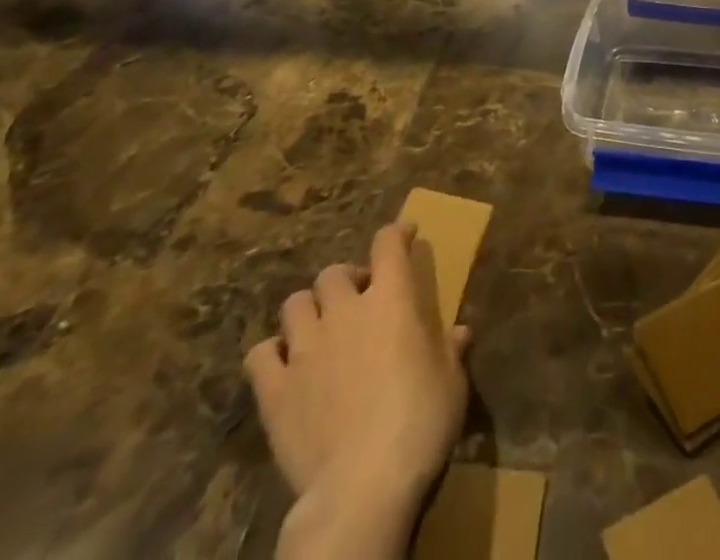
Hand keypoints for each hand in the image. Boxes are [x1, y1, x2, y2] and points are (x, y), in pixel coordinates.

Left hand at [246, 223, 469, 558]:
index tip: (405, 234)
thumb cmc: (420, 424)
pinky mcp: (275, 390)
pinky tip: (285, 366)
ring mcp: (306, 349)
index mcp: (391, 300)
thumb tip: (460, 332)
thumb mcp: (451, 383)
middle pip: (334, 273)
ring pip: (294, 304)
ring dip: (308, 309)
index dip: (396, 233)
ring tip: (320, 327)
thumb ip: (451, 350)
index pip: (388, 244)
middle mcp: (345, 312)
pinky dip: (272, 353)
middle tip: (359, 298)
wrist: (362, 487)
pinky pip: (260, 354)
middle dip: (346, 279)